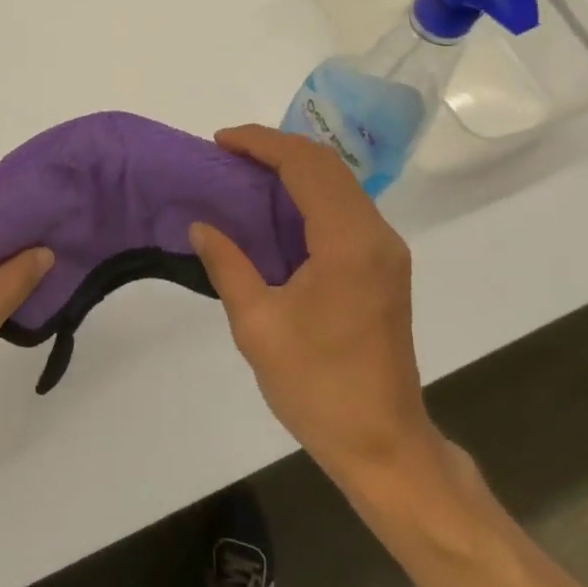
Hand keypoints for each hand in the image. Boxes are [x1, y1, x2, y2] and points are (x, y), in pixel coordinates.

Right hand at [191, 125, 445, 490]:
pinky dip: (309, 194)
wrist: (384, 444)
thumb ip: (228, 265)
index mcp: (348, 242)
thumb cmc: (318, 387)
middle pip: (327, 165)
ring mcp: (386, 251)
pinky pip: (345, 209)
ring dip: (294, 169)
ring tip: (246, 174)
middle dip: (276, 148)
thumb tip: (201, 226)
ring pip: (340, 184)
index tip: (220, 141)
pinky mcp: (385, 267)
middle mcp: (376, 235)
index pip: (306, 165)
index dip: (261, 143)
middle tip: (228, 153)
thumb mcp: (257, 325)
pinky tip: (277, 210)